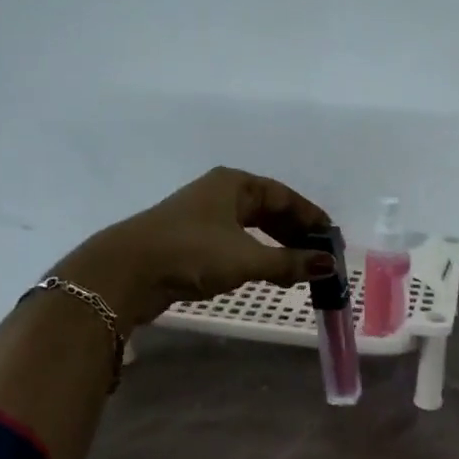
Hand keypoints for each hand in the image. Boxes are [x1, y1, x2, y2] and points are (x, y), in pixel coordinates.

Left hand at [54, 167, 333, 329]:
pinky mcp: (190, 241)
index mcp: (235, 184)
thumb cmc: (191, 253)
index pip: (284, 196)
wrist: (126, 272)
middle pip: (268, 210)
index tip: (332, 237)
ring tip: (298, 269)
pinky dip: (255, 256)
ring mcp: (202, 217)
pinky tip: (266, 274)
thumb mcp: (247, 258)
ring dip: (276, 247)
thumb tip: (328, 264)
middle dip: (295, 233)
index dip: (311, 216)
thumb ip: (289, 262)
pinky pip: (235, 243)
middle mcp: (220, 194)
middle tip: (319, 256)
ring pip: (251, 228)